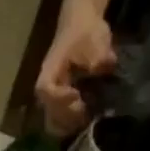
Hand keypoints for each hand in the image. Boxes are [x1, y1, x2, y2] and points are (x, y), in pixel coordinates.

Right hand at [35, 8, 116, 133]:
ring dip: (69, 124)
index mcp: (50, 71)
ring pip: (53, 122)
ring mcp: (51, 99)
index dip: (60, 97)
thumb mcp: (96, 39)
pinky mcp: (59, 103)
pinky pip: (59, 122)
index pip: (46, 90)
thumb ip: (99, 56)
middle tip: (86, 111)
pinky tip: (85, 119)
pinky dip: (71, 124)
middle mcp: (46, 89)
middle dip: (68, 116)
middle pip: (49, 112)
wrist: (82, 25)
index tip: (77, 96)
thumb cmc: (86, 31)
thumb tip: (103, 68)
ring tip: (86, 118)